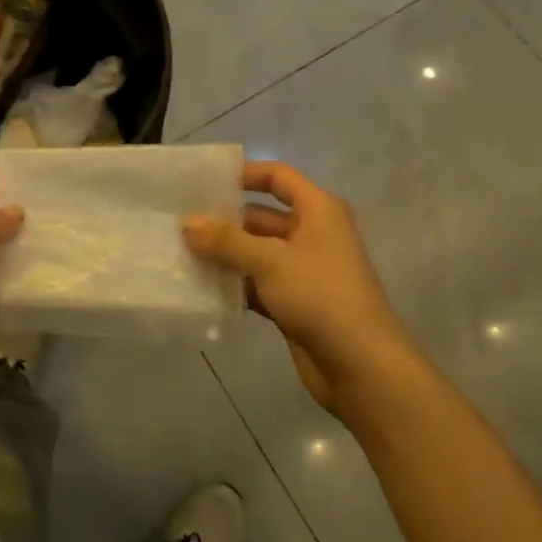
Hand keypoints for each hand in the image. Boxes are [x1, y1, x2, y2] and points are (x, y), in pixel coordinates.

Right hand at [184, 162, 419, 418]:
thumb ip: (226, 241)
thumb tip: (187, 223)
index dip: (244, 174)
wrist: (361, 367)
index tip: (205, 181)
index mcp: (318, 210)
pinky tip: (200, 286)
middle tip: (179, 222)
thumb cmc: (320, 296)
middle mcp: (311, 234)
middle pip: (260, 216)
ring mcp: (302, 270)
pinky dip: (233, 284)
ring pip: (255, 252)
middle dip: (223, 220)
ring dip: (224, 254)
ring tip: (180, 251)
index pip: (277, 177)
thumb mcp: (270, 261)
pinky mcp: (293, 302)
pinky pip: (256, 283)